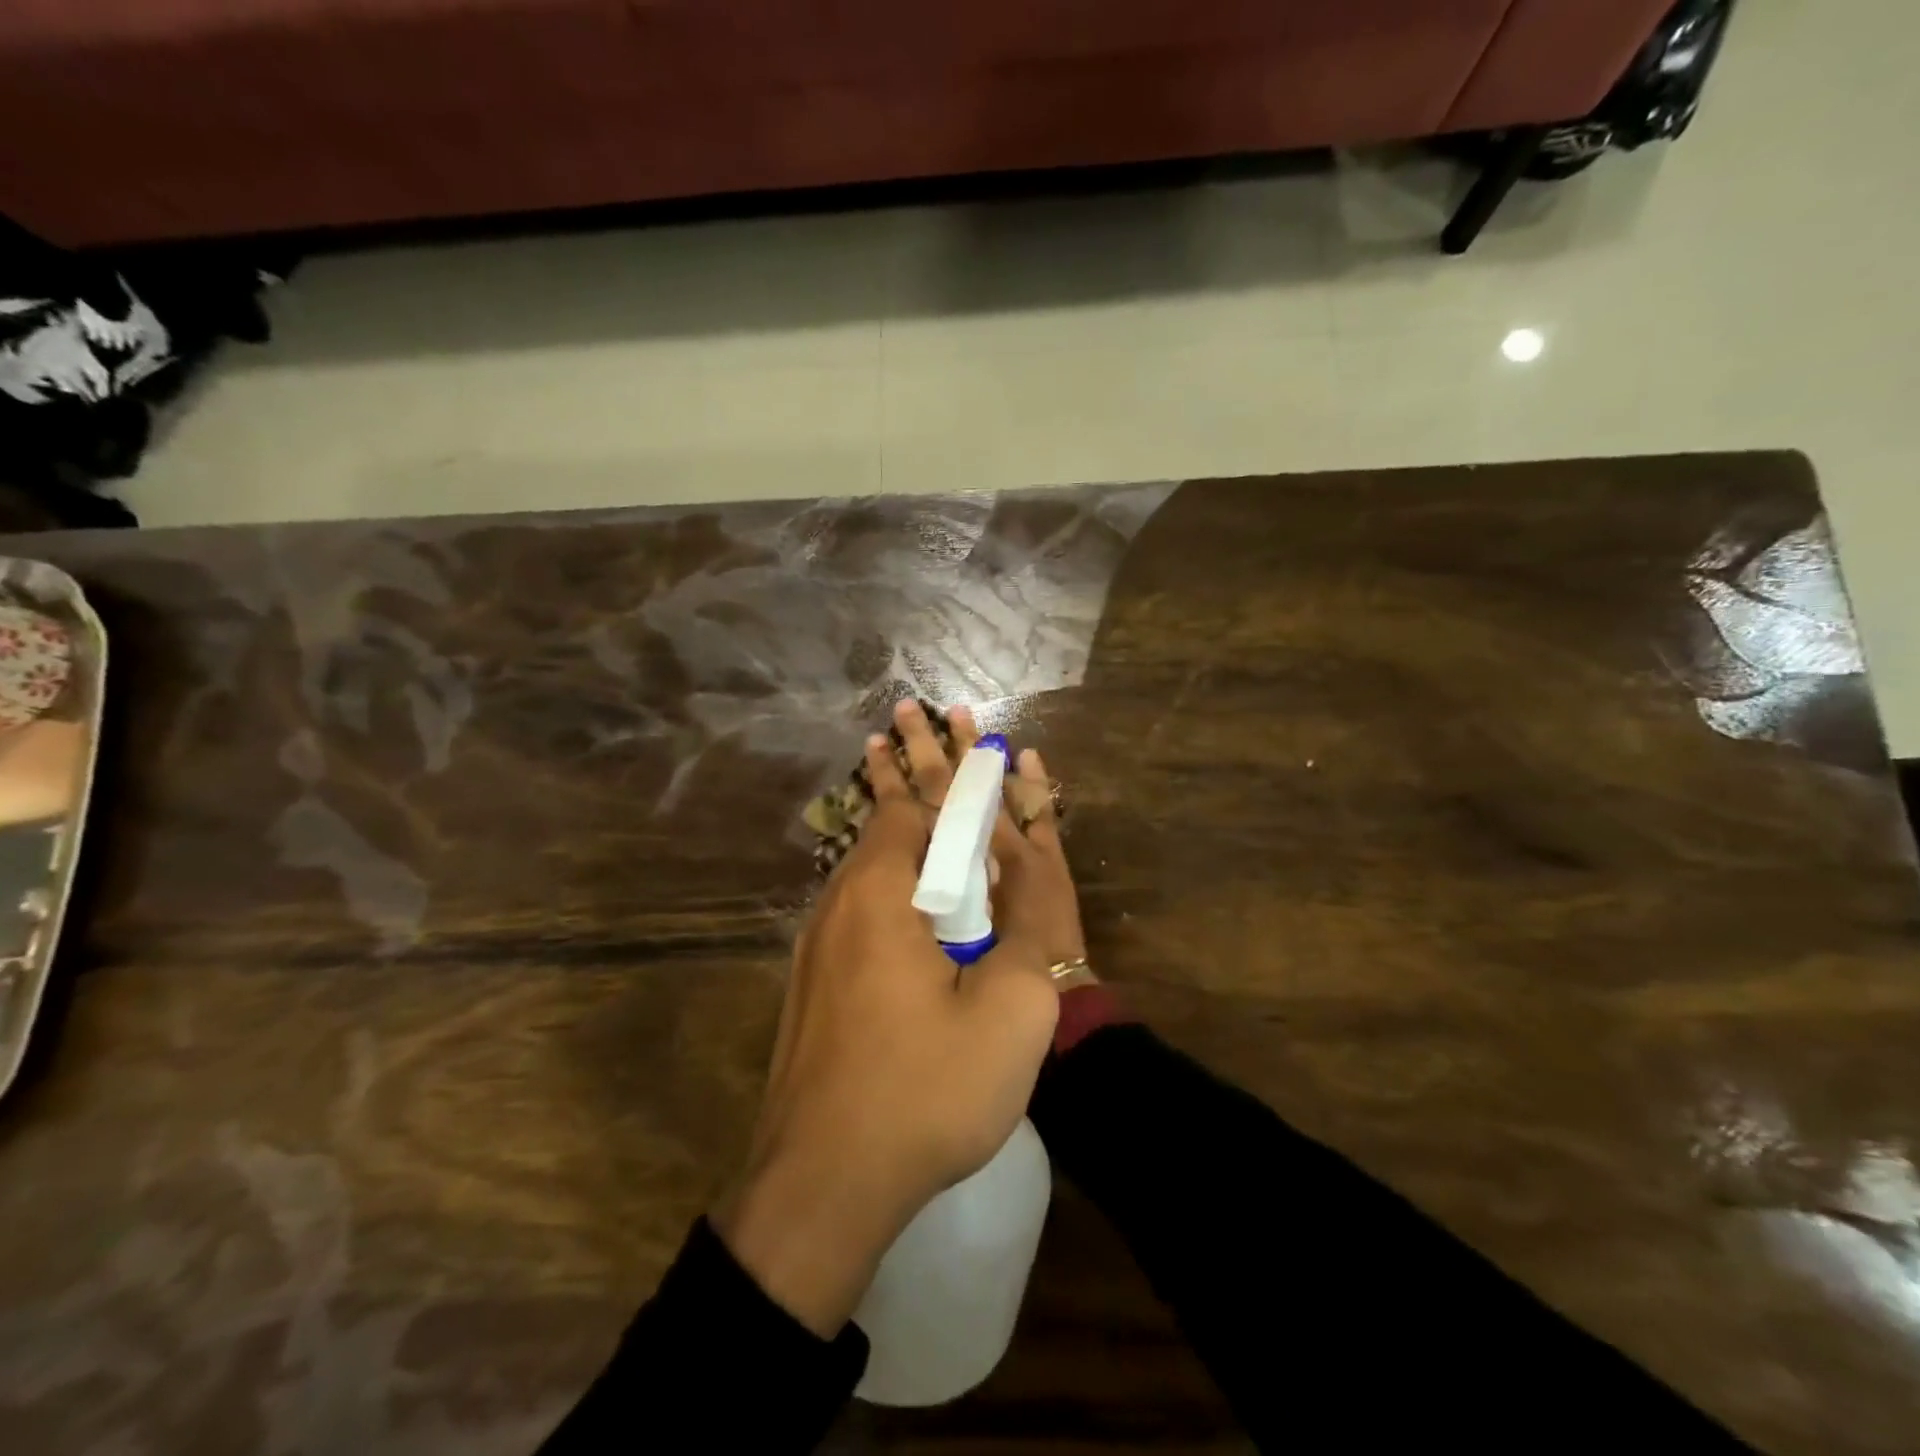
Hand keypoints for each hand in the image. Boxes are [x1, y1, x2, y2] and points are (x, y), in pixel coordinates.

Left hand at [712, 702, 1064, 1336]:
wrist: (821, 1182)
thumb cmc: (924, 1091)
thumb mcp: (1010, 1010)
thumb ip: (1032, 927)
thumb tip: (1031, 865)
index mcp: (889, 893)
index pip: (930, 805)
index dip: (956, 763)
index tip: (964, 720)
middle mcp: (844, 900)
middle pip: (887, 815)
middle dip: (907, 763)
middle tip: (905, 715)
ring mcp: (820, 940)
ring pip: (864, 855)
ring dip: (886, 807)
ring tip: (885, 761)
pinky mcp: (814, 977)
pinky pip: (854, 896)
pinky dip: (878, 861)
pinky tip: (884, 867)